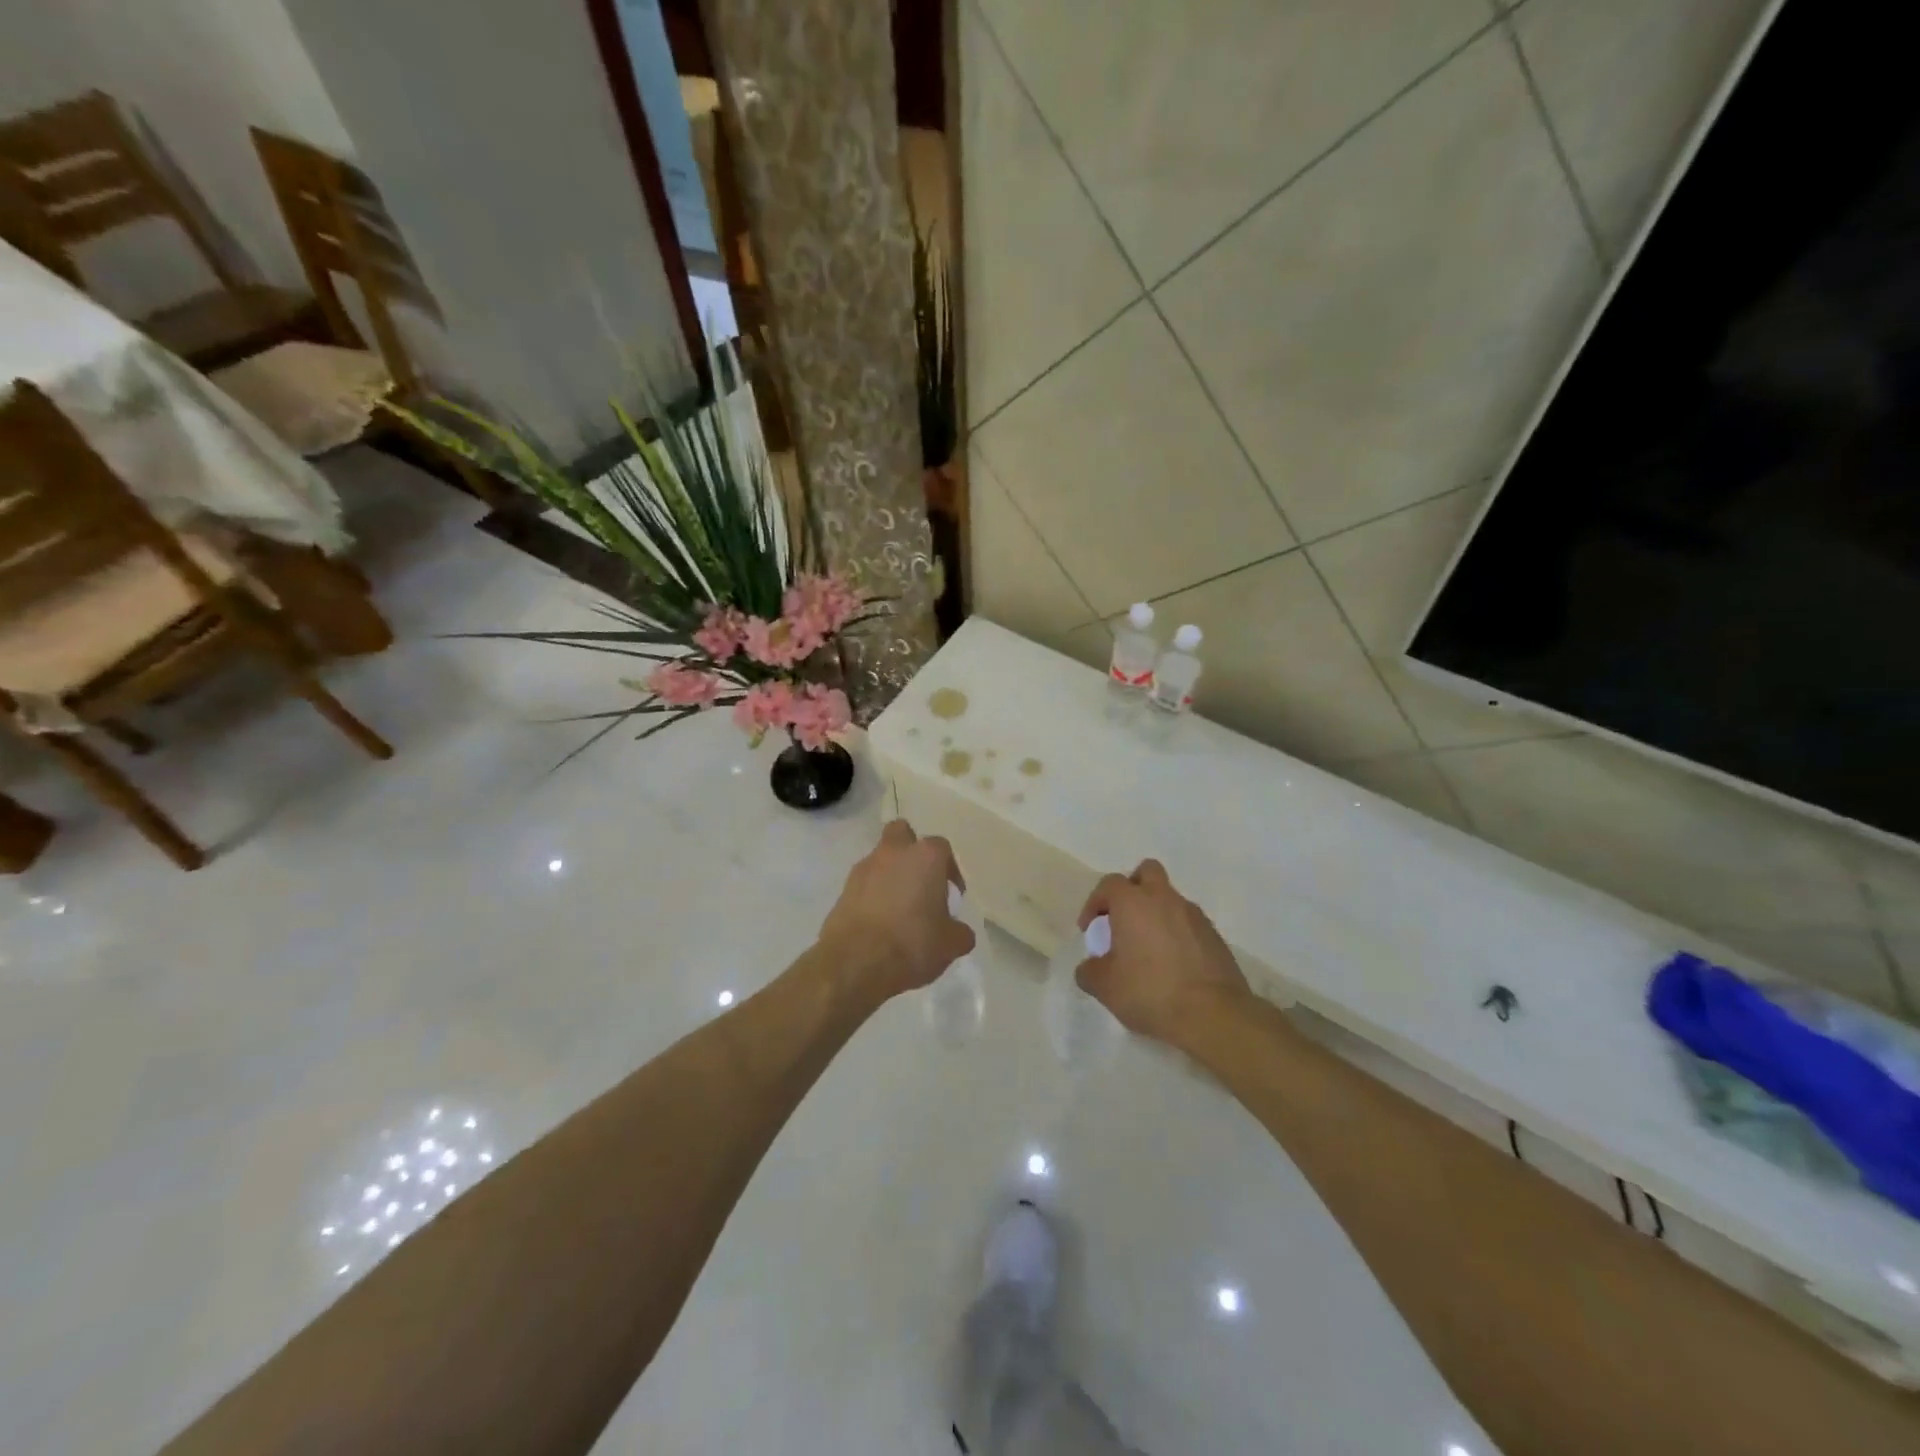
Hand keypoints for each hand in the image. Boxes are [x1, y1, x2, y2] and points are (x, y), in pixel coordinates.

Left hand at [816, 819, 974, 1001]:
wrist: (856, 961)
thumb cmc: (912, 943)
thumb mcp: (950, 944)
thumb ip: (960, 932)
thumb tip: (959, 932)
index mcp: (925, 857)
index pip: (942, 849)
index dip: (949, 870)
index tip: (951, 894)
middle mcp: (894, 853)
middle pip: (902, 834)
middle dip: (910, 850)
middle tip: (920, 881)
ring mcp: (864, 868)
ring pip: (880, 859)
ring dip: (889, 874)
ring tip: (898, 909)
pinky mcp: (843, 889)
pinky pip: (864, 884)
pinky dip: (871, 895)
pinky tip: (879, 922)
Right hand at [1076, 859, 1249, 1047]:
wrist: (1213, 1015)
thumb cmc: (1150, 992)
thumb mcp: (1105, 987)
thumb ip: (1089, 971)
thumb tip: (1090, 967)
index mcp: (1133, 903)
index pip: (1108, 884)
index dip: (1095, 903)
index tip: (1091, 930)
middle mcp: (1164, 899)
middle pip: (1147, 872)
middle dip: (1132, 889)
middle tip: (1123, 920)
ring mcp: (1194, 915)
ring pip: (1170, 899)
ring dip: (1156, 913)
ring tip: (1148, 949)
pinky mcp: (1215, 936)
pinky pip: (1189, 923)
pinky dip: (1177, 934)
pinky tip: (1173, 964)